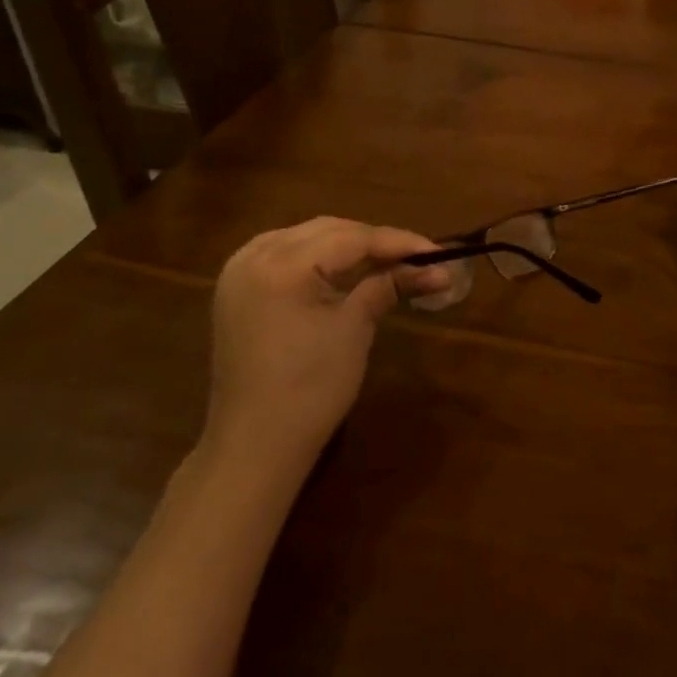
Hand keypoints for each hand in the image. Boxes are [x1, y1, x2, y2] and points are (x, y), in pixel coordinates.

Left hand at [204, 218, 449, 469]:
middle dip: (374, 242)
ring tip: (387, 260)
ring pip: (306, 238)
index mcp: (282, 264)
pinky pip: (285, 254)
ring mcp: (239, 271)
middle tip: (417, 258)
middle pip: (329, 230)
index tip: (439, 252)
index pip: (353, 238)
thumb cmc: (310, 389)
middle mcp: (255, 255)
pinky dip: (318, 256)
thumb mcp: (354, 329)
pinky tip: (342, 268)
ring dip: (347, 245)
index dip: (400, 242)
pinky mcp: (237, 289)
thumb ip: (390, 285)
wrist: (254, 446)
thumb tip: (438, 269)